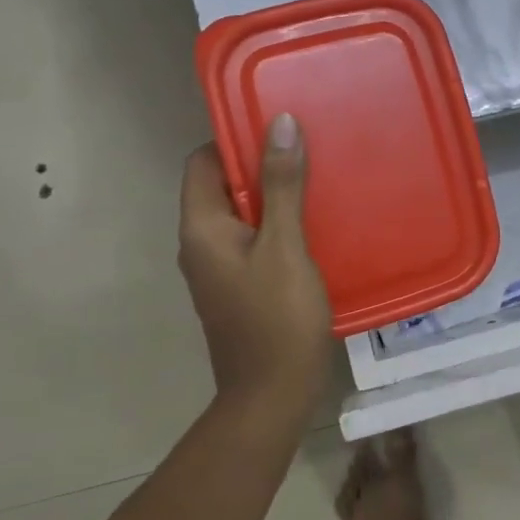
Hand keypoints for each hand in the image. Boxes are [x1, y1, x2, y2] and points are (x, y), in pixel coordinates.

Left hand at [178, 114, 331, 427]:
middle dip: (262, 165)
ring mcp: (219, 269)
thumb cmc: (278, 319)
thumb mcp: (285, 247)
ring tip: (319, 181)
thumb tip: (280, 123)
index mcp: (202, 228)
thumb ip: (281, 186)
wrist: (272, 396)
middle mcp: (201, 244)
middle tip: (309, 151)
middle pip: (223, 187)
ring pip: (242, 215)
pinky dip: (279, 226)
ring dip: (274, 196)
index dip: (235, 139)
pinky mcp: (240, 287)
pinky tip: (316, 226)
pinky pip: (254, 241)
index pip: (203, 162)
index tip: (279, 128)